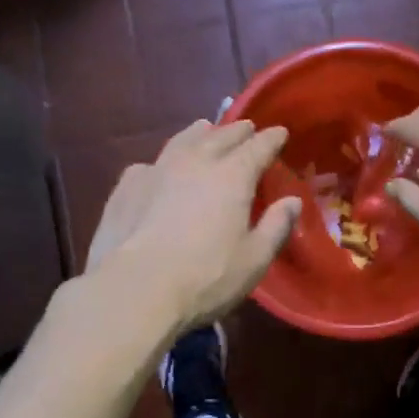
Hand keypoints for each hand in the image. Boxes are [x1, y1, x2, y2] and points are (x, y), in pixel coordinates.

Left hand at [86, 120, 301, 335]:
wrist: (135, 289)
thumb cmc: (205, 277)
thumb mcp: (254, 260)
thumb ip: (276, 227)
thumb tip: (292, 201)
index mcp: (232, 176)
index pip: (258, 147)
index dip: (271, 138)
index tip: (280, 132)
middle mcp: (195, 162)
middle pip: (220, 136)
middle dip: (237, 131)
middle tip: (246, 127)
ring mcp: (156, 170)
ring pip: (182, 140)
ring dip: (198, 133)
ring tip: (205, 129)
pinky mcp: (126, 187)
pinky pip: (150, 164)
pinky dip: (162, 161)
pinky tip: (158, 168)